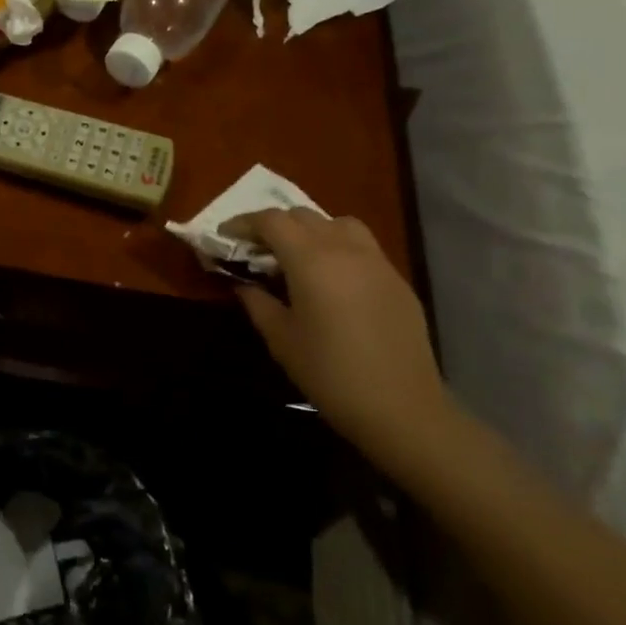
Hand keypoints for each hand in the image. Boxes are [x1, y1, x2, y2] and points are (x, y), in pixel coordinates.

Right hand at [222, 209, 445, 457]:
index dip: (243, 223)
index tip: (224, 236)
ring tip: (297, 257)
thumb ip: (257, 302)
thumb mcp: (281, 339)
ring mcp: (376, 261)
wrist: (402, 408)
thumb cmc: (330, 373)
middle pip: (302, 216)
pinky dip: (337, 248)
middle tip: (255, 250)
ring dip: (310, 230)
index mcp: (311, 259)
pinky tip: (332, 280)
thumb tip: (243, 283)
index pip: (271, 221)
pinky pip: (361, 246)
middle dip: (274, 226)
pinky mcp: (396, 279)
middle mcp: (344, 249)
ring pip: (336, 224)